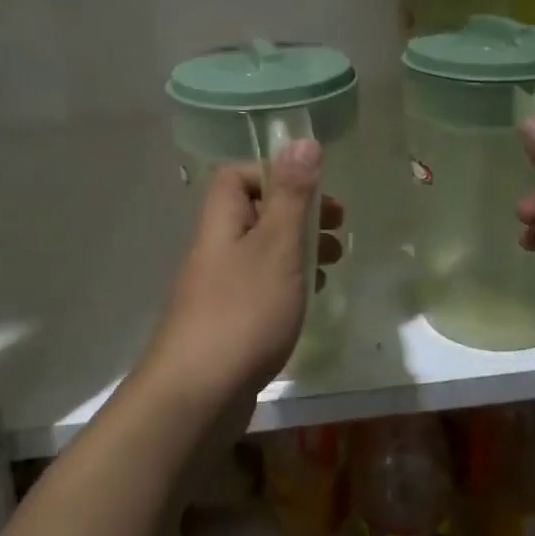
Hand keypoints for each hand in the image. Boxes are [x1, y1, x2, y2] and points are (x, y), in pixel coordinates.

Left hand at [140, 140, 344, 409]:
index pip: (236, 176)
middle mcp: (214, 249)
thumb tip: (302, 140)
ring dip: (298, 249)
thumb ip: (291, 195)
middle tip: (337, 225)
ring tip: (335, 260)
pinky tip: (310, 298)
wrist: (197, 395)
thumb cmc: (243, 310)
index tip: (311, 190)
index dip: (273, 174)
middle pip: (254, 213)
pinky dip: (288, 284)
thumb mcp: (276, 245)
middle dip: (297, 214)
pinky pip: (260, 288)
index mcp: (220, 222)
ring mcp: (217, 288)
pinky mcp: (226, 323)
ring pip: (261, 252)